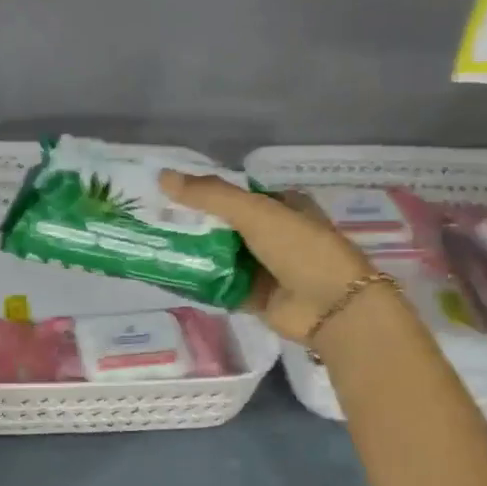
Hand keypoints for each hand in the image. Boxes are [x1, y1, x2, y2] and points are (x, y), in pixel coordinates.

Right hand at [158, 171, 376, 344]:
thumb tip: (162, 177)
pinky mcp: (257, 297)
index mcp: (283, 206)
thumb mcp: (255, 212)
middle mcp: (275, 235)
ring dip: (195, 254)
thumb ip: (210, 195)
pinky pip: (222, 287)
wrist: (332, 308)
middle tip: (154, 221)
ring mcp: (267, 268)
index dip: (206, 193)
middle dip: (195, 225)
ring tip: (154, 247)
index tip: (170, 194)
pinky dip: (201, 283)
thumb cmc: (300, 249)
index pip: (237, 194)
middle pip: (226, 226)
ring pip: (222, 257)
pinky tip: (171, 277)